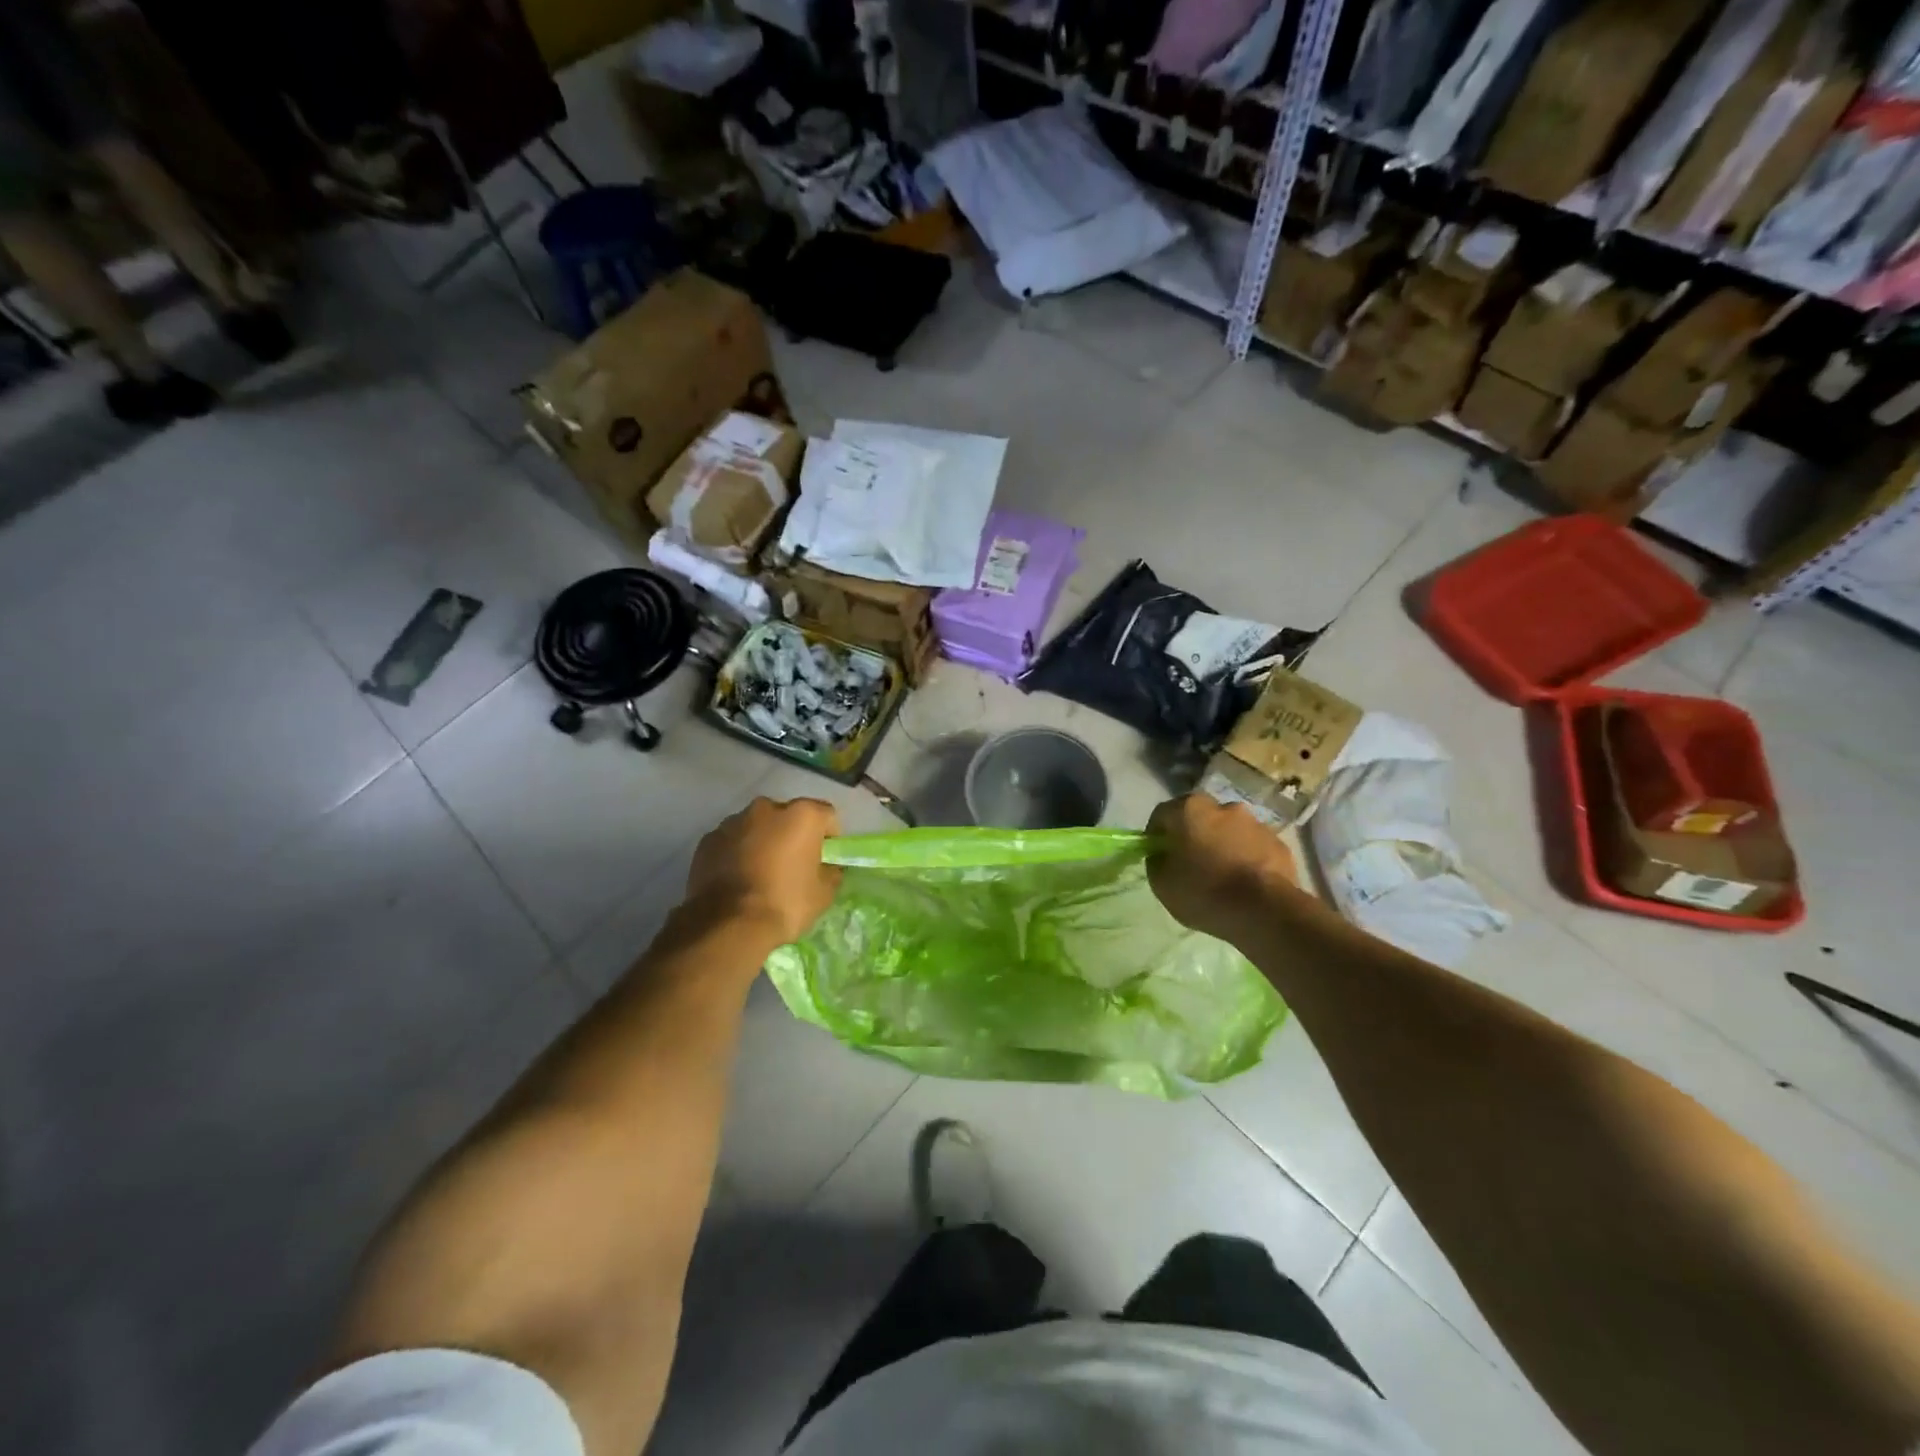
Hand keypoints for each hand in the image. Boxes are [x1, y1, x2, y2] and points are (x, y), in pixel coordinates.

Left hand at [683, 796, 841, 946]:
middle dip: (792, 835)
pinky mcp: (707, 840)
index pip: (826, 816)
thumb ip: (830, 872)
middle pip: (788, 816)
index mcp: (802, 815)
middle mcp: (767, 808)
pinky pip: (732, 841)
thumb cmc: (784, 903)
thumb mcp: (823, 894)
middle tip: (793, 865)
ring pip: (757, 827)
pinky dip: (737, 853)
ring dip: (763, 842)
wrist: (727, 925)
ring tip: (761, 874)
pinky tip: (737, 879)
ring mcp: (733, 821)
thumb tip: (827, 867)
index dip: (830, 837)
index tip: (825, 859)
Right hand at [1146, 794, 1298, 942]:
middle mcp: (1223, 806)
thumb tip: (1163, 855)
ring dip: (1222, 846)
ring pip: (1229, 831)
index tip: (1158, 855)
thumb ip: (1157, 862)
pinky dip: (1246, 858)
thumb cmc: (1205, 892)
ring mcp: (1256, 823)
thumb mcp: (1162, 884)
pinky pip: (1254, 847)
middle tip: (1190, 864)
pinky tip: (1245, 884)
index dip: (1156, 834)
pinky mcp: (1279, 843)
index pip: (1162, 814)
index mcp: (1189, 809)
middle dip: (1193, 836)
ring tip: (1222, 876)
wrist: (1265, 911)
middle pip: (1199, 818)